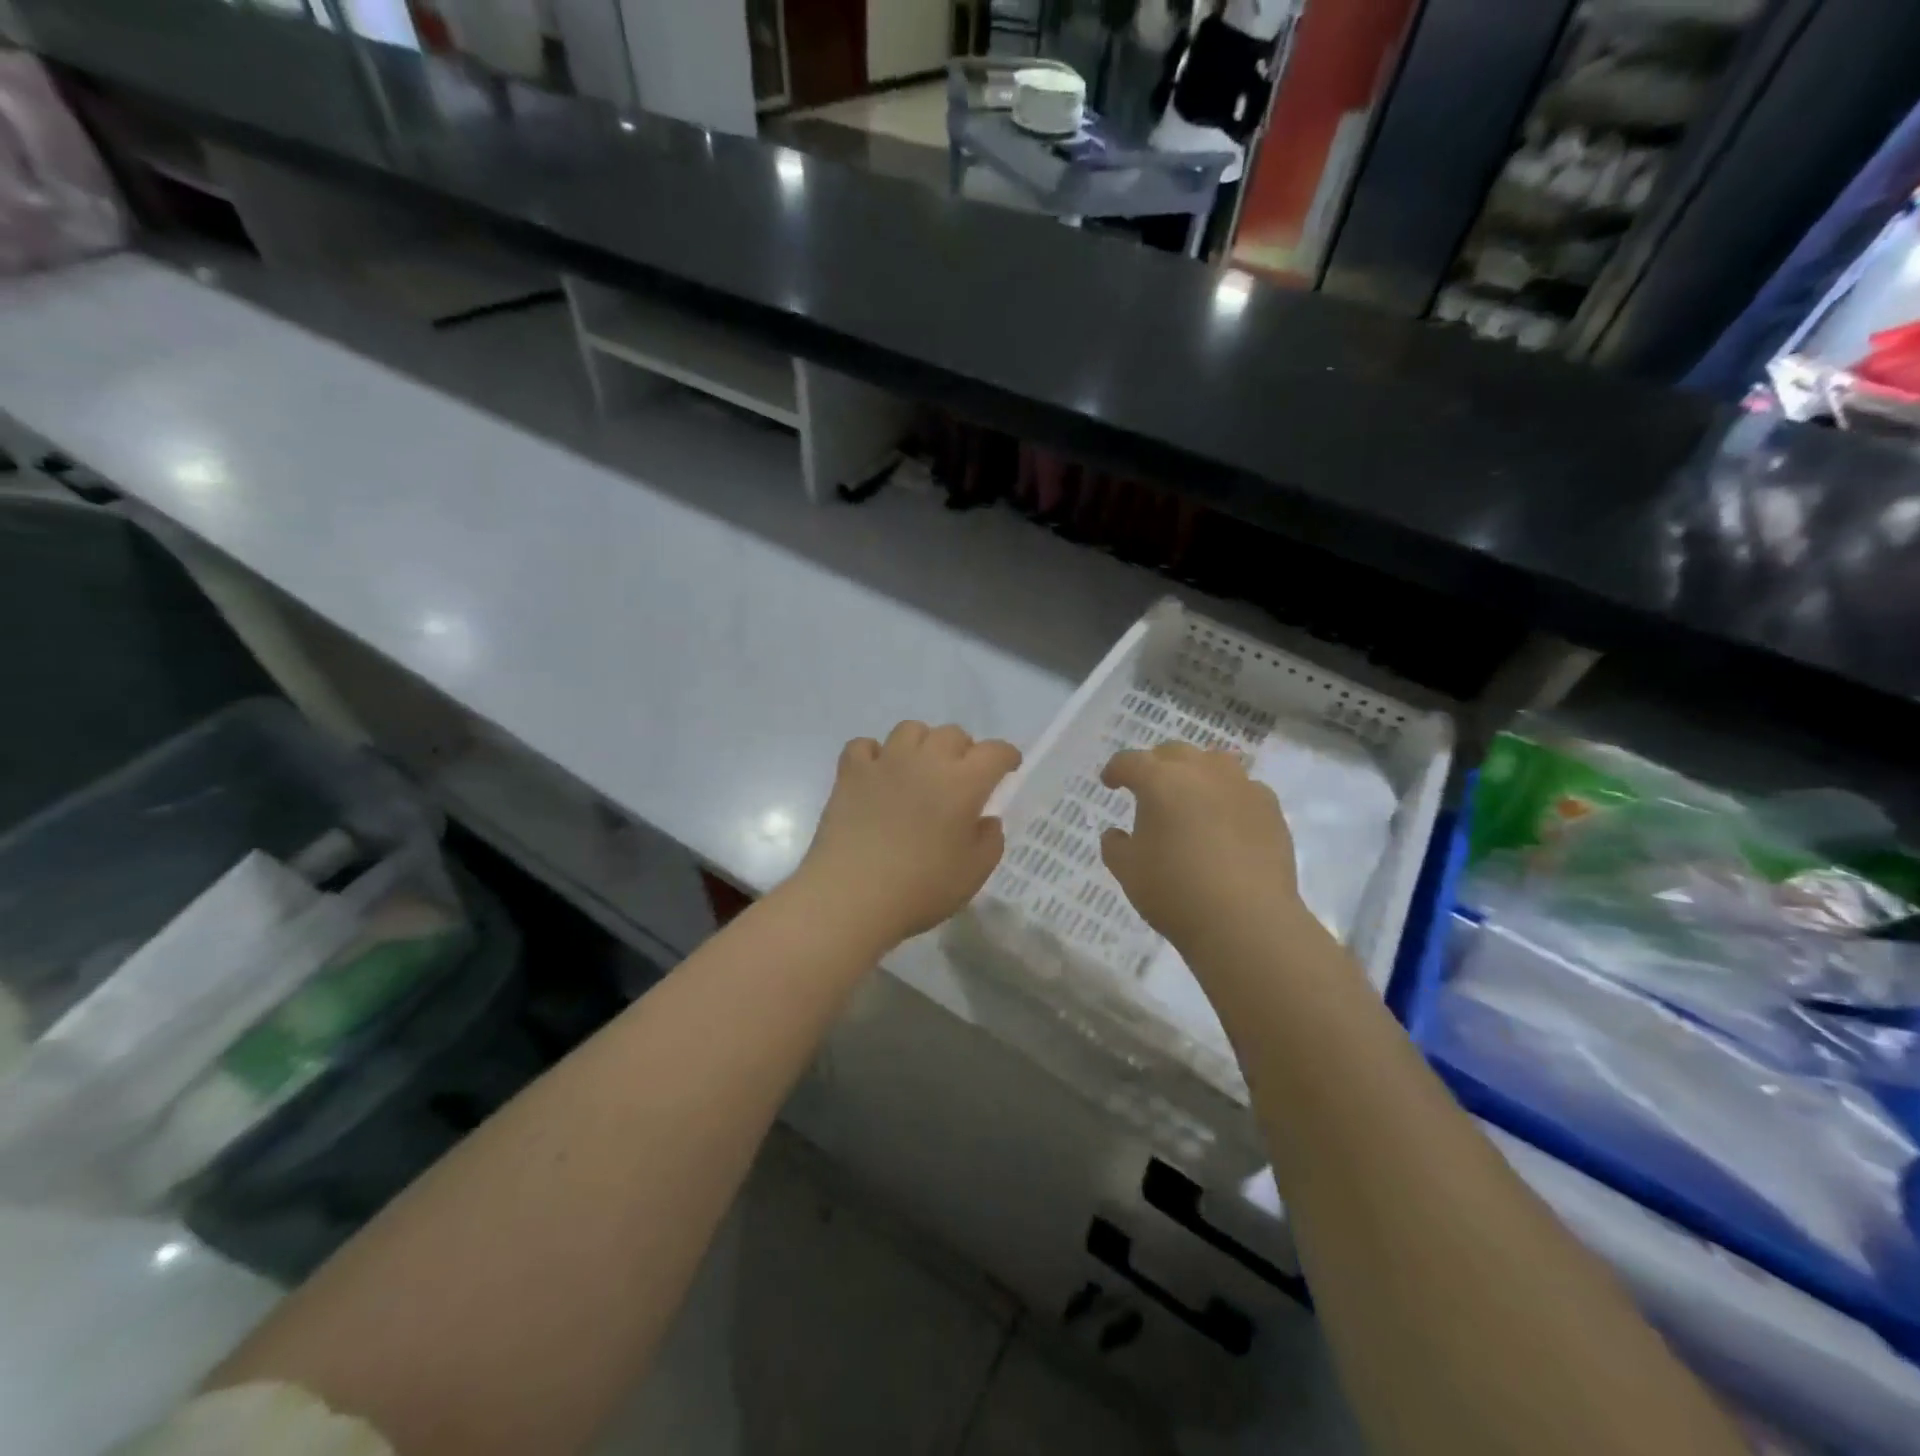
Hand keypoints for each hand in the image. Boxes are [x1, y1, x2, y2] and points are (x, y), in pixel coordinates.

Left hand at [791, 722, 1021, 949]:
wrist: (851, 896)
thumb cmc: (921, 888)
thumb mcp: (973, 873)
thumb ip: (990, 841)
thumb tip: (986, 820)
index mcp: (963, 782)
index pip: (994, 752)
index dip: (1006, 756)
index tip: (1008, 767)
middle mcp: (926, 761)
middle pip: (952, 733)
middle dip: (963, 749)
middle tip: (961, 776)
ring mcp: (885, 762)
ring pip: (909, 730)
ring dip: (922, 743)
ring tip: (920, 769)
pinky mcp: (850, 773)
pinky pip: (864, 746)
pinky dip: (874, 754)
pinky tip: (877, 774)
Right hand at [1100, 742, 1303, 956]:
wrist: (1246, 920)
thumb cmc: (1175, 891)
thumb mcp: (1128, 871)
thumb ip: (1115, 846)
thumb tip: (1117, 834)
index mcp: (1161, 781)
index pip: (1131, 762)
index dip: (1116, 770)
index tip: (1110, 783)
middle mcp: (1201, 772)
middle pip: (1174, 752)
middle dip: (1157, 765)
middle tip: (1149, 787)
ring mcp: (1241, 786)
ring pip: (1214, 762)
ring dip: (1197, 771)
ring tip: (1191, 794)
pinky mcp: (1270, 808)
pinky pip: (1244, 788)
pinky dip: (1229, 795)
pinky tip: (1226, 818)